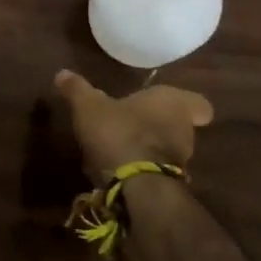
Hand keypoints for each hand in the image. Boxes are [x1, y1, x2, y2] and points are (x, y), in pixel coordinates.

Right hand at [53, 71, 212, 182]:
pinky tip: (117, 171)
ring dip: (148, 149)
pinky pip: (156, 173)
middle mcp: (184, 131)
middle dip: (157, 125)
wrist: (136, 187)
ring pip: (167, 150)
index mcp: (173, 103)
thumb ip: (77, 89)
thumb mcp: (88, 105)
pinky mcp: (168, 187)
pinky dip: (141, 170)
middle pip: (179, 126)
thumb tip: (62, 73)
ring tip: (118, 147)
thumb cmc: (119, 132)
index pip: (199, 104)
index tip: (169, 105)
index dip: (187, 104)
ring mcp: (180, 162)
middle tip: (132, 122)